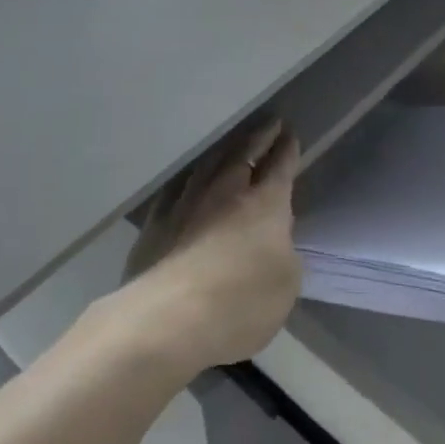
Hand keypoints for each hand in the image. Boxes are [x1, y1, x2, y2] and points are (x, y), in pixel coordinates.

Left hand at [122, 119, 302, 370]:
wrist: (168, 320)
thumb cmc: (240, 303)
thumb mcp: (286, 284)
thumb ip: (284, 255)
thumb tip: (274, 243)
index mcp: (265, 204)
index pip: (280, 166)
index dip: (287, 149)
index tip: (290, 134)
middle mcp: (225, 193)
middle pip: (243, 154)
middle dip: (259, 137)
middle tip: (270, 123)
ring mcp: (186, 205)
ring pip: (207, 166)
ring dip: (223, 152)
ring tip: (231, 145)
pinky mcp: (154, 225)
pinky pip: (174, 191)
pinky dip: (185, 182)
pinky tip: (185, 182)